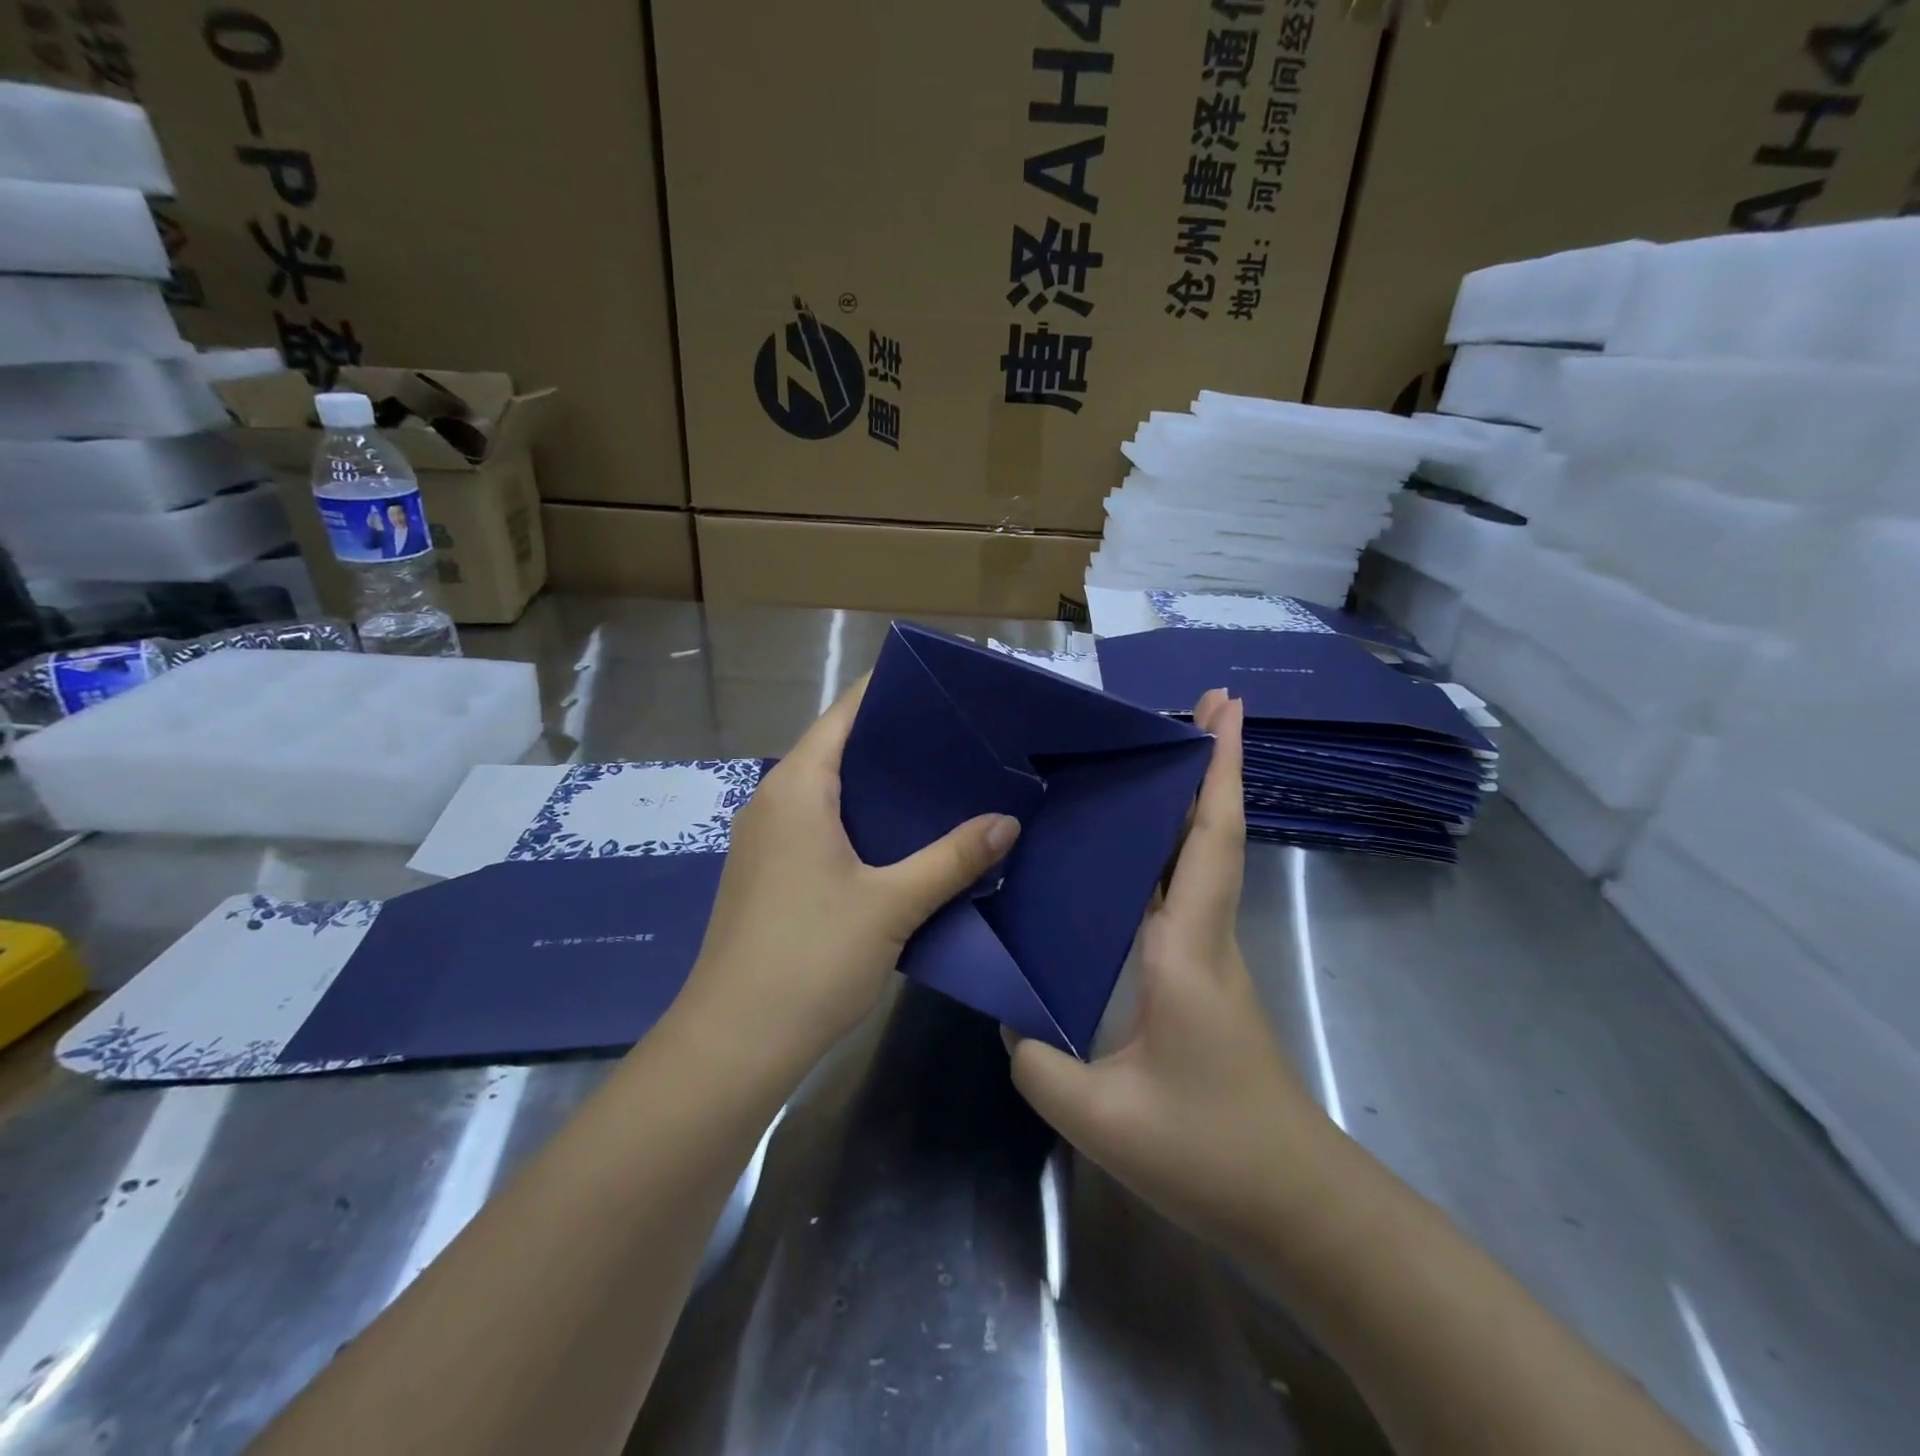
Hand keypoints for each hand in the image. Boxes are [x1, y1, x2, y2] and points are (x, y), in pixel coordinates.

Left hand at [683, 674, 1020, 1071]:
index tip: (946, 688)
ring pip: (832, 791)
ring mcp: (767, 839)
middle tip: (963, 739)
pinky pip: (822, 825)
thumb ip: (951, 859)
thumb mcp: (891, 905)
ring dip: (882, 786)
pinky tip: (905, 838)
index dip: (892, 692)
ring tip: (945, 782)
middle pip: (840, 748)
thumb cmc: (809, 958)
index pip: (846, 713)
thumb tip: (1006, 821)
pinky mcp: (770, 873)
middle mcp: (775, 801)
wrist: (735, 1041)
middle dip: (898, 740)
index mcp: (798, 788)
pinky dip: (863, 820)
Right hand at [1008, 689, 1326, 1255]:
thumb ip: (1038, 1060)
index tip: (1227, 707)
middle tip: (1188, 706)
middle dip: (1209, 764)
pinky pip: (1183, 896)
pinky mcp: (1202, 979)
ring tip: (1146, 760)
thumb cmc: (1209, 1153)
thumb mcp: (1101, 1117)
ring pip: (1200, 860)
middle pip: (1212, 833)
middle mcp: (1205, 937)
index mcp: (1187, 950)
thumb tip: (1009, 1013)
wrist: (1293, 1207)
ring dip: (1187, 803)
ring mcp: (1209, 957)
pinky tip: (1125, 856)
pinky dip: (1166, 854)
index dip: (1221, 768)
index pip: (1208, 840)